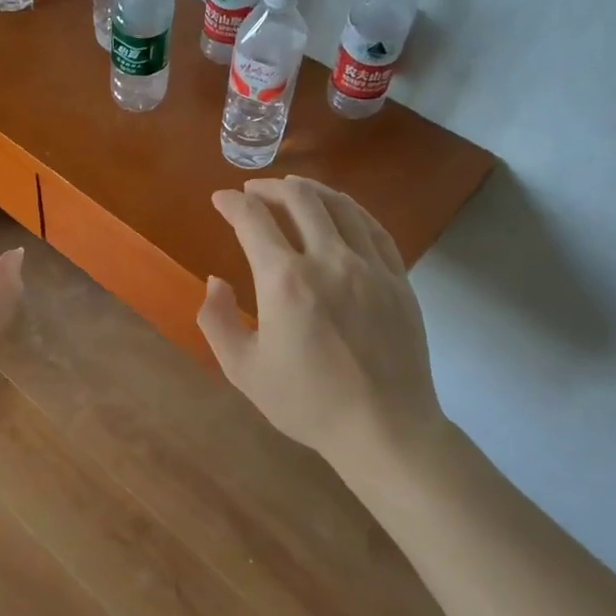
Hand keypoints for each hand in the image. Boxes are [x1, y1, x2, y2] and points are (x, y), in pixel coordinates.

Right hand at [198, 177, 447, 476]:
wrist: (384, 429)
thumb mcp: (243, 369)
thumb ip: (216, 319)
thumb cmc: (307, 402)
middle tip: (254, 190)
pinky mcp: (398, 279)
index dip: (232, 203)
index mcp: (285, 280)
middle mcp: (329, 260)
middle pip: (300, 199)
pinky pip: (373, 228)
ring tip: (294, 189)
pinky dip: (351, 209)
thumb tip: (216, 280)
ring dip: (311, 190)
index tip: (220, 199)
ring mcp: (370, 266)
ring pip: (340, 205)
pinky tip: (341, 211)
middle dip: (271, 187)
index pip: (253, 220)